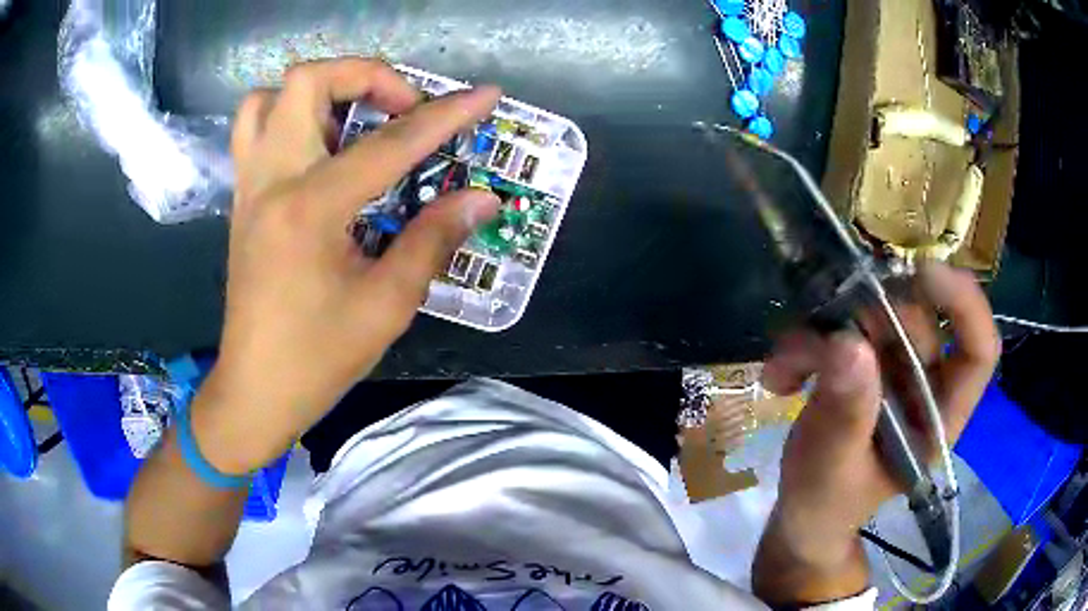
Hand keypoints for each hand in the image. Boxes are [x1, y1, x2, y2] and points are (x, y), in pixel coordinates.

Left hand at [193, 58, 501, 473]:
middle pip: (308, 81)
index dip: (445, 116)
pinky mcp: (242, 198)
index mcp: (311, 209)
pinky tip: (320, 147)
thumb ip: (433, 239)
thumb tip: (481, 199)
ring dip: (318, 91)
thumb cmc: (317, 358)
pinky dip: (289, 116)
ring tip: (353, 118)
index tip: (486, 95)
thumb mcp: (386, 305)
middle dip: (366, 76)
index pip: (390, 144)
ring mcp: (249, 185)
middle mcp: (272, 180)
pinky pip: (254, 129)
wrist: (255, 389)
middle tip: (401, 108)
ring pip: (269, 97)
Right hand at [752, 263, 1000, 605]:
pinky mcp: (860, 363)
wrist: (802, 516)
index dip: (963, 305)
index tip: (924, 273)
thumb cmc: (827, 506)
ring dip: (822, 332)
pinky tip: (780, 376)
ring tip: (785, 368)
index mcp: (939, 418)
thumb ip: (845, 417)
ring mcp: (892, 370)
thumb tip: (847, 344)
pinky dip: (803, 344)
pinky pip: (836, 328)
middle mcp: (924, 384)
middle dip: (869, 318)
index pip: (978, 351)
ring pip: (872, 316)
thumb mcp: (833, 472)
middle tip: (821, 340)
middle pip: (918, 320)